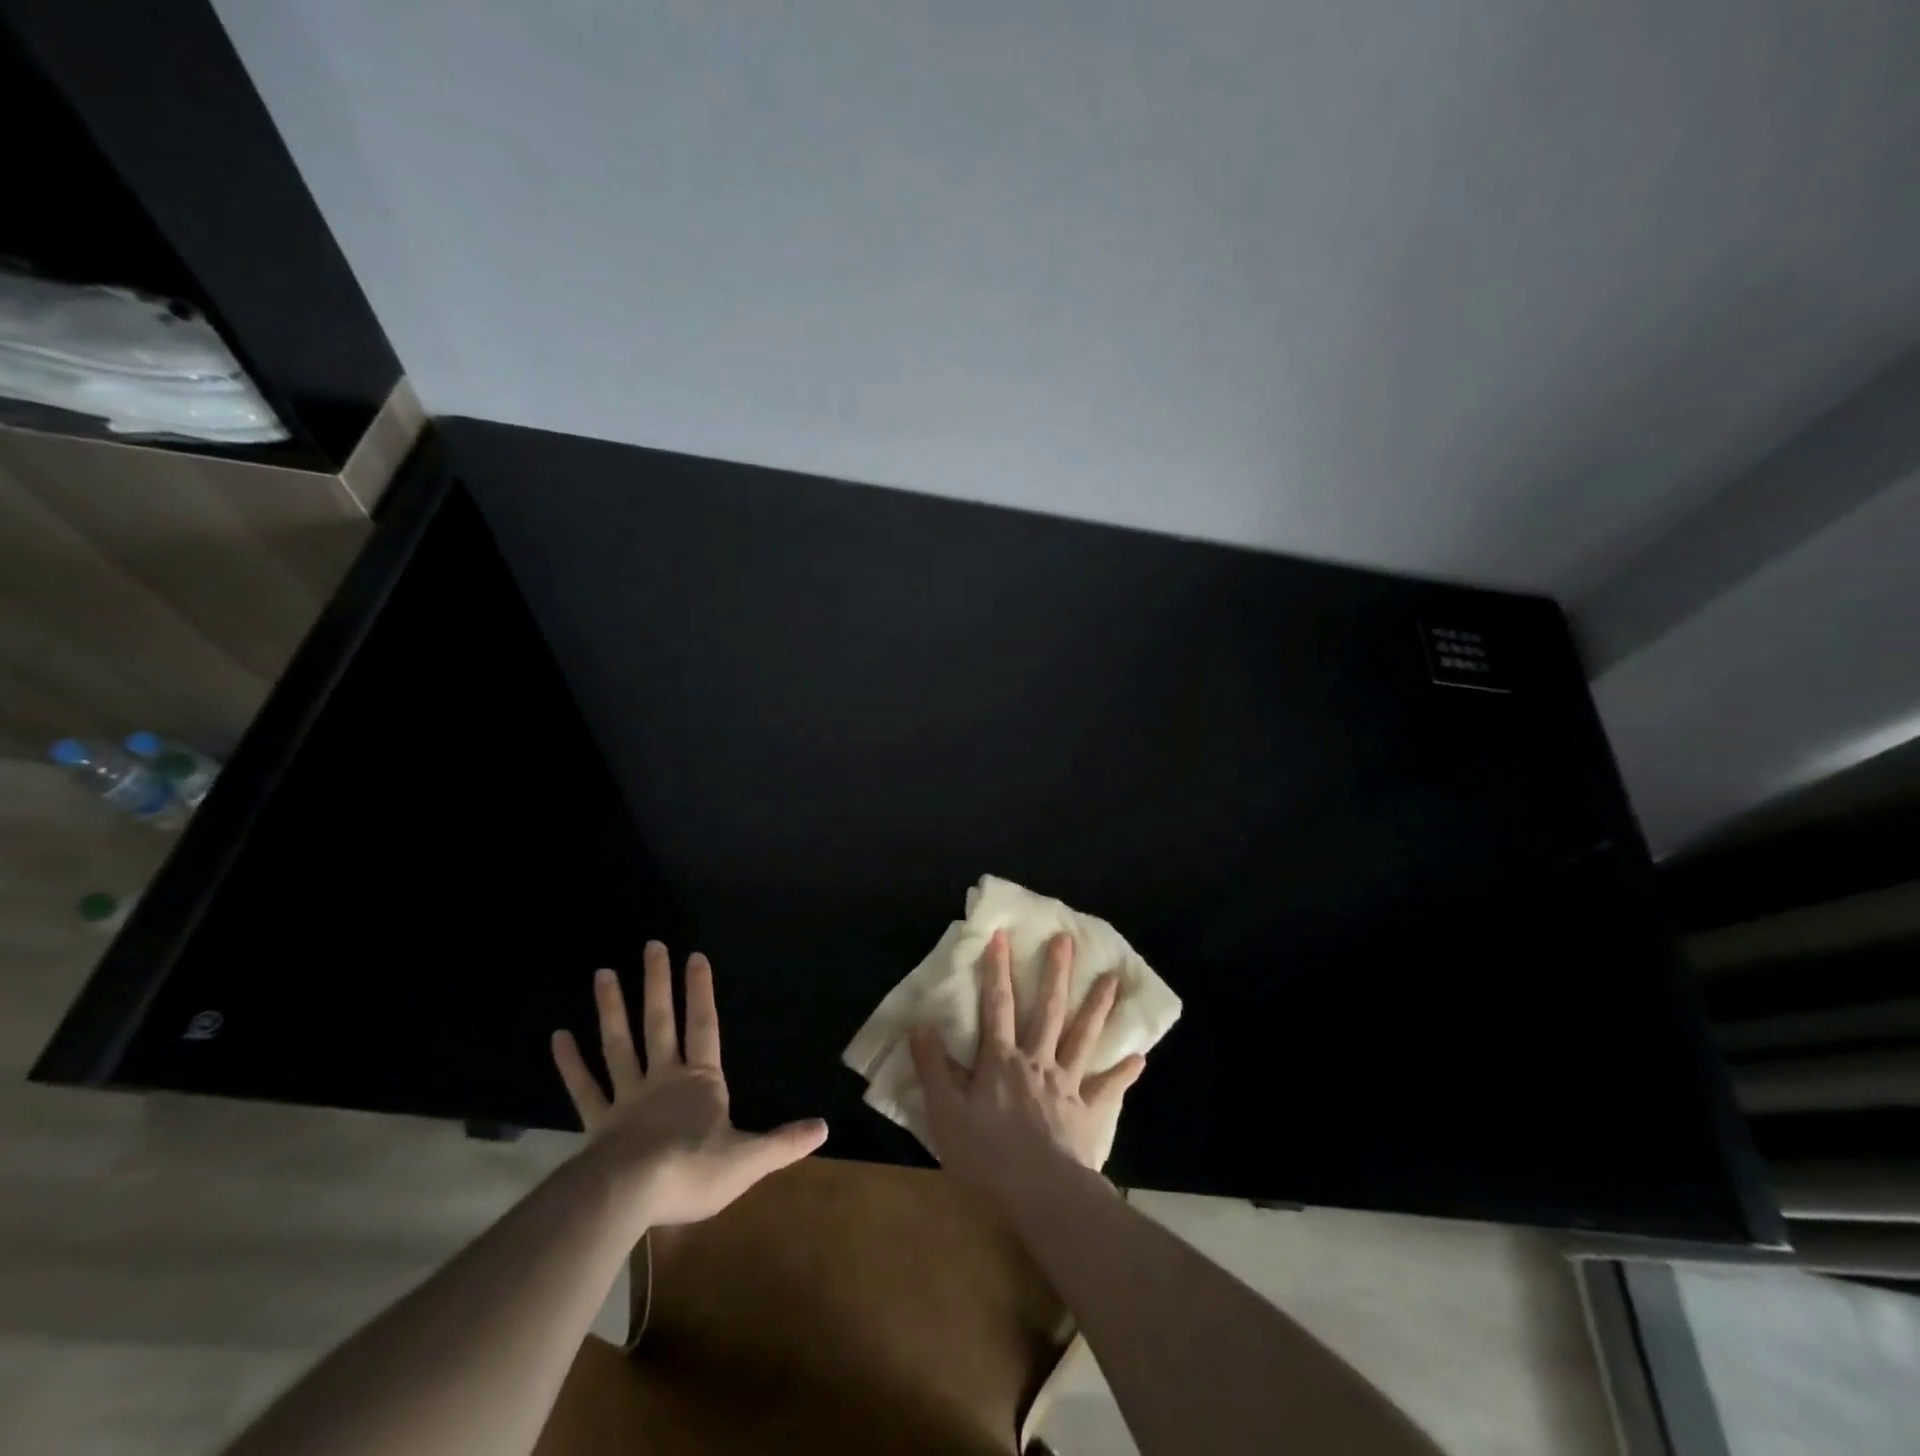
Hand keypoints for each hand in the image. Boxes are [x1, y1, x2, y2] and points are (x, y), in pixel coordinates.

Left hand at [551, 941, 827, 1226]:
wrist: (629, 1196)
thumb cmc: (693, 1171)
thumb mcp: (748, 1160)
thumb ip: (784, 1143)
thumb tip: (824, 1127)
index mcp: (701, 1082)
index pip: (704, 1026)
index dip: (701, 991)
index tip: (694, 956)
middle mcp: (664, 1079)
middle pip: (660, 1022)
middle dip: (657, 983)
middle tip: (652, 945)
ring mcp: (627, 1097)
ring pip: (619, 1045)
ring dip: (612, 1009)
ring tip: (603, 973)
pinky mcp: (598, 1123)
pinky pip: (583, 1088)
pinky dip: (570, 1063)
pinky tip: (559, 1037)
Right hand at [911, 929, 1146, 1195]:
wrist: (1039, 1193)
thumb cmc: (986, 1155)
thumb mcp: (945, 1112)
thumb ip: (933, 1067)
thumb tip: (919, 1023)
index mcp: (1001, 1060)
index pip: (997, 1005)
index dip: (998, 969)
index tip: (1003, 935)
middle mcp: (1037, 1061)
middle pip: (1048, 1010)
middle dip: (1056, 973)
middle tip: (1066, 940)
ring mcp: (1067, 1084)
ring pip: (1083, 1037)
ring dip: (1097, 1007)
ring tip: (1112, 979)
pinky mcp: (1088, 1111)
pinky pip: (1108, 1088)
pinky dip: (1123, 1073)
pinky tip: (1139, 1058)